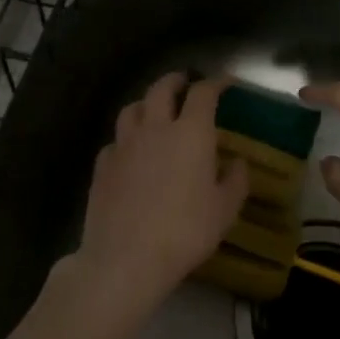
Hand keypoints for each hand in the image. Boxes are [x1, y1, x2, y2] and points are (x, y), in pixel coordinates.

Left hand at [75, 73, 248, 306]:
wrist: (126, 257)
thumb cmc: (185, 231)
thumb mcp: (224, 210)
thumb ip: (235, 181)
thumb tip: (237, 163)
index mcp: (191, 133)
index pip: (203, 93)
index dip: (215, 83)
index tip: (225, 83)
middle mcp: (155, 129)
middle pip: (161, 89)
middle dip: (175, 80)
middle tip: (185, 83)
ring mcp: (124, 145)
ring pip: (132, 109)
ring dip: (146, 103)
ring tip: (154, 111)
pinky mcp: (102, 165)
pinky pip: (115, 141)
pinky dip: (126, 138)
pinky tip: (130, 152)